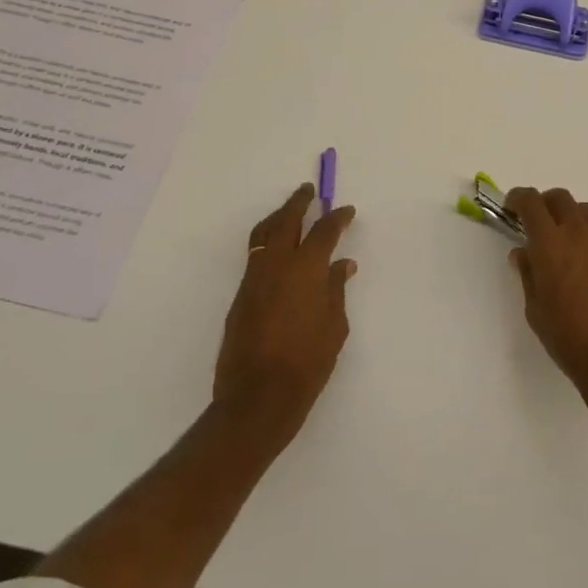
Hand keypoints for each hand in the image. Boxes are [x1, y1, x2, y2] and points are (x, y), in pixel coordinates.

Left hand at [215, 184, 356, 443]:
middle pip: (286, 220)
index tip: (347, 210)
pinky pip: (256, 255)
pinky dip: (268, 242)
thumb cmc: (308, 363)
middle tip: (308, 191)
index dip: (337, 218)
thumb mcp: (335, 326)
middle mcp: (277, 265)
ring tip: (289, 212)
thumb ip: (336, 290)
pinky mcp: (240, 295)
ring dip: (278, 218)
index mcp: (306, 269)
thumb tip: (342, 266)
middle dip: (298, 202)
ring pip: (264, 234)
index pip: (324, 231)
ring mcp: (254, 278)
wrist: (259, 396)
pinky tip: (279, 251)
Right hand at [505, 188, 587, 426]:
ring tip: (563, 240)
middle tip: (535, 222)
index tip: (511, 206)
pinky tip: (587, 266)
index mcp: (550, 243)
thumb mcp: (535, 309)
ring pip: (586, 212)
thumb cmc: (567, 337)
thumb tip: (523, 253)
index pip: (531, 202)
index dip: (518, 198)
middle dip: (544, 204)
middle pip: (561, 198)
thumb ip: (528, 274)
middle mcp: (580, 234)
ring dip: (570, 217)